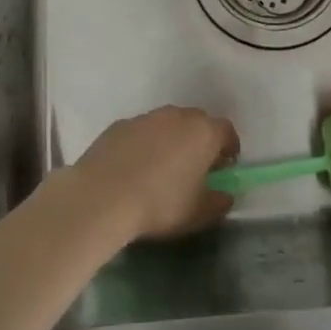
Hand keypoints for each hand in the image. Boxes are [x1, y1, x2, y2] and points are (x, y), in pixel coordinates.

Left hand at [70, 106, 240, 241]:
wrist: (102, 196)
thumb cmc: (160, 204)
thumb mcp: (199, 213)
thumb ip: (219, 202)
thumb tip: (225, 195)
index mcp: (203, 132)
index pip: (227, 131)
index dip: (229, 149)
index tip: (223, 169)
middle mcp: (177, 116)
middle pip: (197, 123)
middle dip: (200, 142)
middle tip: (194, 169)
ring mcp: (146, 117)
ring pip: (167, 125)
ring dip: (170, 141)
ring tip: (161, 170)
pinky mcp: (119, 125)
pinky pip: (141, 132)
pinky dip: (144, 145)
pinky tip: (134, 170)